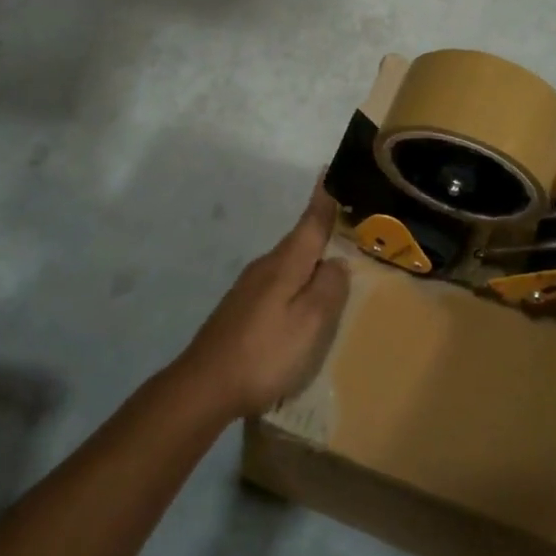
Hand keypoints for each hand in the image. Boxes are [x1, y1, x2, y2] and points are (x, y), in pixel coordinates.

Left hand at [175, 184, 350, 419]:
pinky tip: (304, 295)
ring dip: (311, 256)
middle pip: (300, 240)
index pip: (310, 222)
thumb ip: (328, 289)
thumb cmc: (264, 353)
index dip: (323, 199)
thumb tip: (338, 261)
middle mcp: (266, 266)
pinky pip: (279, 281)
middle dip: (322, 227)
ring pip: (289, 262)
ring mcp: (250, 287)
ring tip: (335, 259)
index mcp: (285, 264)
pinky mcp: (242, 307)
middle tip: (351, 219)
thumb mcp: (309, 323)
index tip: (329, 170)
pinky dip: (298, 278)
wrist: (204, 385)